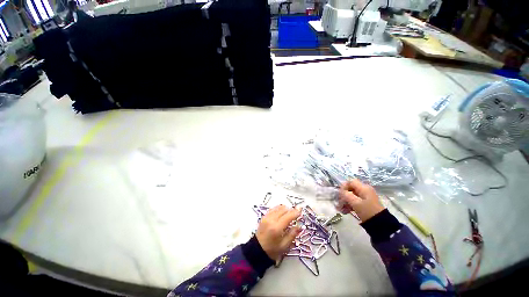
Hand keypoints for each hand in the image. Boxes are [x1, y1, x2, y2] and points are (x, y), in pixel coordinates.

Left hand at [256, 205, 300, 261]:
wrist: (257, 250)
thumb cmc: (272, 250)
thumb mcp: (284, 246)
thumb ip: (293, 234)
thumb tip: (300, 226)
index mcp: (277, 228)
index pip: (288, 216)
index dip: (295, 212)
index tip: (301, 209)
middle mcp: (271, 219)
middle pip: (284, 209)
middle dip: (291, 210)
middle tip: (296, 214)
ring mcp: (267, 216)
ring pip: (278, 207)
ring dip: (285, 209)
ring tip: (289, 214)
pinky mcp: (264, 216)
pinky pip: (273, 208)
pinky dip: (279, 209)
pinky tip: (281, 213)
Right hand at [338, 179, 384, 221]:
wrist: (380, 224)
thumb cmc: (367, 211)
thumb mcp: (355, 202)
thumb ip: (346, 194)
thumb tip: (341, 191)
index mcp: (364, 188)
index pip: (350, 182)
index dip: (344, 187)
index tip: (340, 194)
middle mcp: (365, 190)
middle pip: (350, 189)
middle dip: (343, 196)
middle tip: (339, 203)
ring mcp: (366, 197)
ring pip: (351, 195)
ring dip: (345, 201)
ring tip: (341, 209)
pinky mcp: (365, 203)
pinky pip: (355, 201)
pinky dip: (350, 205)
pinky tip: (346, 211)